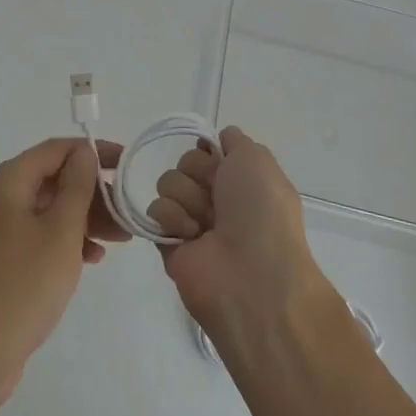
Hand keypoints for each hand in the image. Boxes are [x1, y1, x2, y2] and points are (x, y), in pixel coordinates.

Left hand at [0, 137, 125, 415]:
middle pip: (52, 179)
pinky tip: (92, 258)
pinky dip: (65, 239)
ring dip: (84, 218)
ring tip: (120, 238)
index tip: (126, 164)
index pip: (55, 150)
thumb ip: (76, 187)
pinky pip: (38, 234)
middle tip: (127, 212)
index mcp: (7, 182)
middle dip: (92, 191)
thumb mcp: (60, 232)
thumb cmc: (22, 285)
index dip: (92, 152)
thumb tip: (83, 153)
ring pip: (48, 209)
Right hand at [147, 127, 333, 349]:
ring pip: (168, 182)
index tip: (219, 160)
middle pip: (186, 162)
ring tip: (204, 225)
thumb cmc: (261, 214)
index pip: (209, 149)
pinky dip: (172, 219)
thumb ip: (235, 140)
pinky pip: (155, 211)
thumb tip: (216, 138)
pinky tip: (190, 237)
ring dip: (187, 197)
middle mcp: (218, 199)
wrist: (251, 277)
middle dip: (199, 174)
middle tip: (216, 198)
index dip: (210, 151)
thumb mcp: (258, 161)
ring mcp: (192, 220)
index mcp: (242, 180)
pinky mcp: (168, 241)